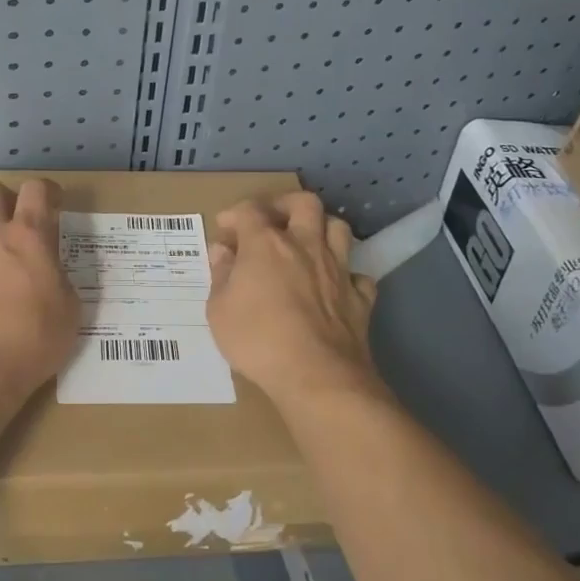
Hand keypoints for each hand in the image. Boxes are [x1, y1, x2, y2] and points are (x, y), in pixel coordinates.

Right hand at [207, 192, 381, 407]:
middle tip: (271, 220)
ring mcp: (338, 269)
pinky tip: (334, 286)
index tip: (225, 229)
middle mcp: (305, 245)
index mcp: (266, 244)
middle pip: (304, 203)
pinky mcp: (360, 297)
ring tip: (306, 243)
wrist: (317, 376)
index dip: (235, 214)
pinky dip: (345, 275)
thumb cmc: (258, 340)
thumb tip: (222, 251)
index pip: (250, 210)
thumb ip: (221, 275)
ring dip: (321, 228)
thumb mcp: (219, 310)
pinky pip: (357, 274)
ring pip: (338, 228)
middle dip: (285, 204)